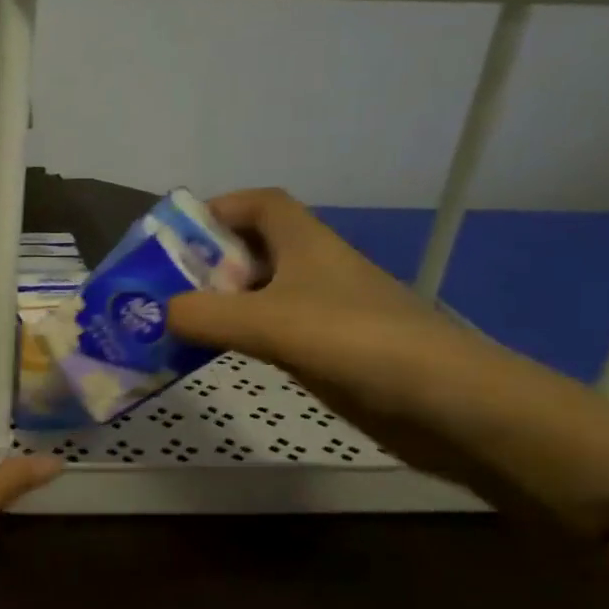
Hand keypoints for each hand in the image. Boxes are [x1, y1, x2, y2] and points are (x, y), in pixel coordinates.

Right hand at [166, 189, 498, 480]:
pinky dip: (242, 336)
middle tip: (164, 288)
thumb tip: (161, 315)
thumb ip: (205, 315)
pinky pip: (273, 331)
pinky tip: (218, 355)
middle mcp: (315, 269)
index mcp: (307, 243)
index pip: (261, 204)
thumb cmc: (356, 342)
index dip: (220, 208)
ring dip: (222, 303)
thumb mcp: (269, 322)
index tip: (177, 235)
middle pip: (255, 249)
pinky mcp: (330, 351)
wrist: (447, 404)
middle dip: (208, 262)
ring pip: (262, 294)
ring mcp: (325, 312)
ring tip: (178, 324)